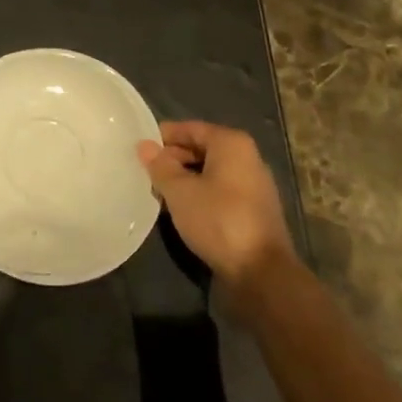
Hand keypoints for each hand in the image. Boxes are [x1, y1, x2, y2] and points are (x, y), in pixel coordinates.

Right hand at [138, 121, 294, 292]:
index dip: (164, 137)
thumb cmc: (218, 220)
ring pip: (210, 172)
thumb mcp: (180, 191)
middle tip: (146, 173)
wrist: (261, 272)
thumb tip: (145, 145)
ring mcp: (254, 185)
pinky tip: (181, 210)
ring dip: (185, 180)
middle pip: (202, 149)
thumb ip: (160, 166)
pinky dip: (200, 195)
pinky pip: (220, 192)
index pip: (190, 128)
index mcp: (231, 143)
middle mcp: (247, 158)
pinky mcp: (254, 211)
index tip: (140, 149)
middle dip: (173, 159)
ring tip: (159, 193)